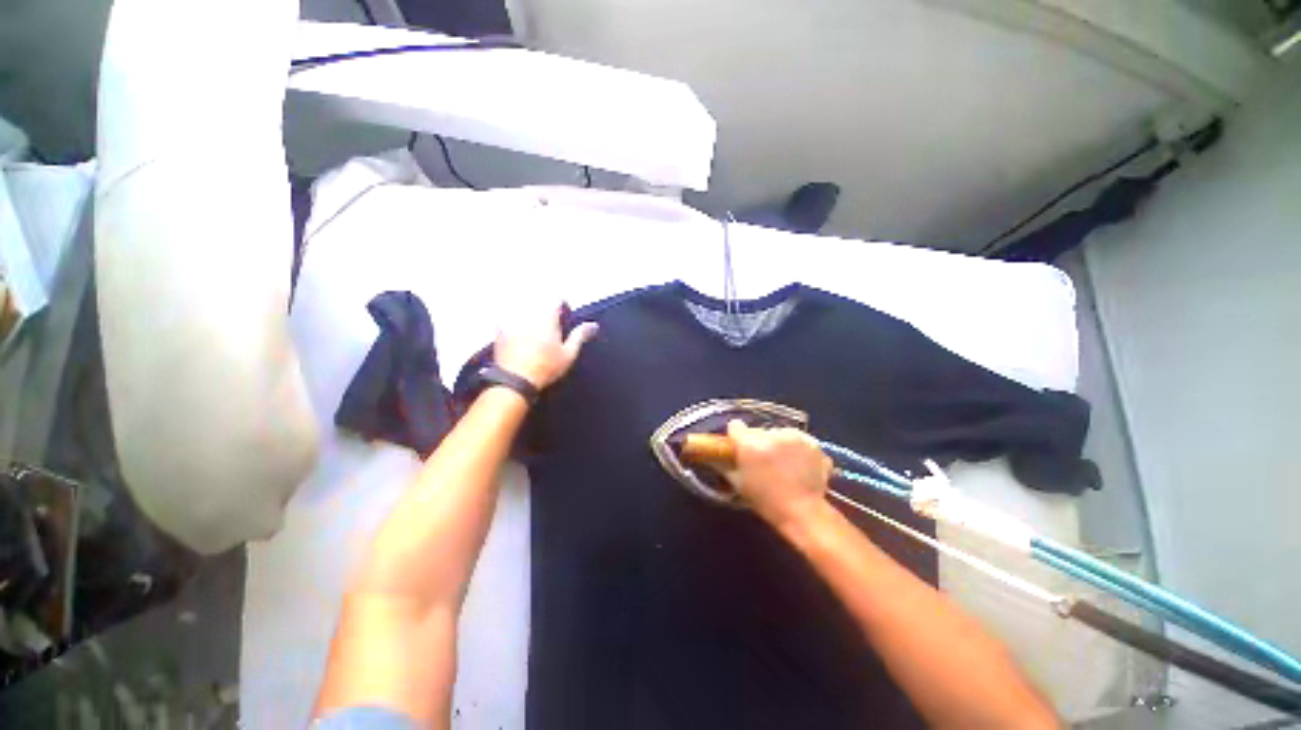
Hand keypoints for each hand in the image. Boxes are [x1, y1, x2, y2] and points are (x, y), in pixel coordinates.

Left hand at [494, 303, 598, 389]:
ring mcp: (511, 320)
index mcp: (547, 316)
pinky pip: (507, 319)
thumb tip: (593, 325)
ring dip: (529, 316)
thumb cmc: (546, 367)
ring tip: (534, 333)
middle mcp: (528, 312)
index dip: (563, 306)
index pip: (557, 299)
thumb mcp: (568, 354)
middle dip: (545, 311)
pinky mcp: (498, 329)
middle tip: (550, 328)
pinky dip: (513, 324)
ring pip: (523, 309)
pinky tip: (518, 338)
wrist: (515, 380)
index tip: (565, 317)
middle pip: (539, 302)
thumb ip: (580, 336)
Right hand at [724, 420, 831, 528]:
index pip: (736, 427)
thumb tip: (717, 456)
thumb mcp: (738, 483)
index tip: (738, 446)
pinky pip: (799, 441)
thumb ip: (726, 465)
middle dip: (759, 442)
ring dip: (779, 444)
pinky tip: (799, 466)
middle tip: (763, 461)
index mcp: (750, 443)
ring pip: (780, 434)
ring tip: (784, 464)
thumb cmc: (766, 500)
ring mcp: (795, 436)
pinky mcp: (812, 442)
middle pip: (759, 431)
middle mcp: (771, 434)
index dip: (736, 436)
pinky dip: (798, 449)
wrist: (803, 512)